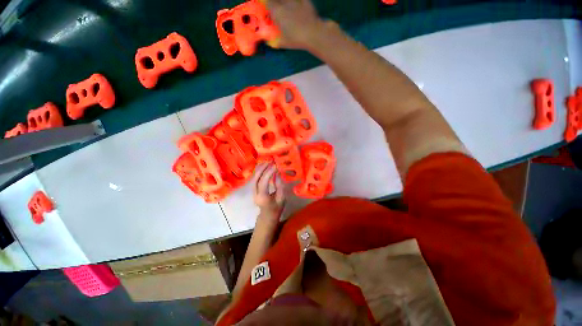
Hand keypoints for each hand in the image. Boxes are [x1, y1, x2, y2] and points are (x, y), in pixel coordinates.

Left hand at [254, 164, 284, 220]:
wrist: (267, 216)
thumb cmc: (276, 208)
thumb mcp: (281, 198)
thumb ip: (279, 186)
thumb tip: (278, 174)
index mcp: (262, 197)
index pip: (263, 182)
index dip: (269, 173)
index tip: (275, 165)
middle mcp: (255, 193)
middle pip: (256, 178)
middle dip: (262, 168)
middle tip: (270, 161)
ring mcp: (253, 191)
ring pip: (254, 177)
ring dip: (260, 168)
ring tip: (267, 161)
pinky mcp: (254, 189)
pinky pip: (255, 178)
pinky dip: (259, 171)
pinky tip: (264, 166)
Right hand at [265, 0, 330, 49]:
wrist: (312, 34)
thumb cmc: (296, 39)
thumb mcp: (284, 43)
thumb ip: (276, 42)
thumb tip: (270, 43)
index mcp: (278, 12)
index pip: (268, 3)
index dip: (267, 4)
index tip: (268, 8)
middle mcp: (285, 4)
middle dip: (275, 2)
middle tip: (276, 7)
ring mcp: (296, 1)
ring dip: (286, 1)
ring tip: (286, 5)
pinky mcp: (306, 2)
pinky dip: (299, 1)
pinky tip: (298, 3)